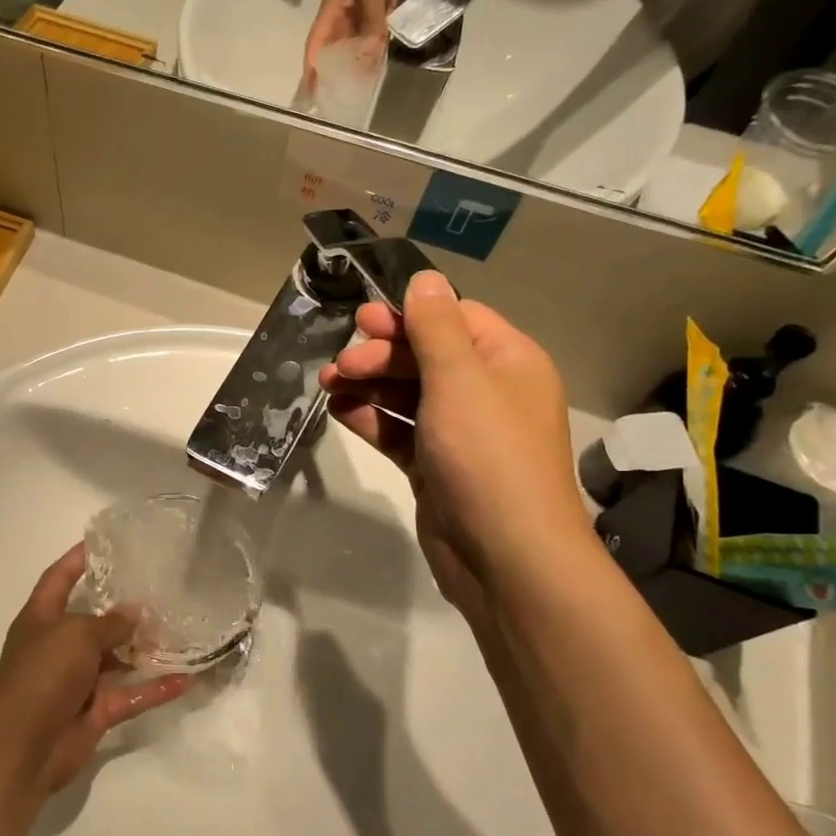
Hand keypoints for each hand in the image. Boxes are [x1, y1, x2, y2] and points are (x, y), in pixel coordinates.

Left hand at [0, 545, 191, 794]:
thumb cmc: (41, 673)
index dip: (77, 559)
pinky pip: (131, 694)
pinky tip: (186, 679)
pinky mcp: (96, 711)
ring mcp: (78, 680)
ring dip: (144, 648)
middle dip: (123, 607)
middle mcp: (59, 645)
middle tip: (160, 587)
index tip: (104, 541)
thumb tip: (135, 613)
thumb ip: (110, 623)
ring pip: (117, 658)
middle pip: (94, 619)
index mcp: (42, 618)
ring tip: (180, 629)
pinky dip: (155, 688)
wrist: (21, 746)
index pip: (59, 578)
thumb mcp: (76, 634)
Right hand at [301, 0, 409, 86]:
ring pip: (352, 44)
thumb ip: (373, 20)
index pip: (316, 45)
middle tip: (334, 98)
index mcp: (333, 9)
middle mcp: (342, 14)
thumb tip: (371, 55)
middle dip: (331, 72)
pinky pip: (371, 34)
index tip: (310, 92)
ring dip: (353, 63)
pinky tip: (377, 63)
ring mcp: (360, 10)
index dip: (311, 69)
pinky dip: (372, 49)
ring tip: (356, 88)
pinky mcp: (377, 5)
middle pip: (332, 49)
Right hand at [317, 272, 594, 614]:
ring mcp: (460, 433)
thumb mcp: (460, 380)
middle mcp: (487, 392)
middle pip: (426, 356)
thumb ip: (436, 327)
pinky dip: (371, 419)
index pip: (454, 319)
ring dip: (368, 385)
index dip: (407, 317)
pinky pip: (399, 431)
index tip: (362, 323)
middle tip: (341, 365)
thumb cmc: (486, 456)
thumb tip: (426, 278)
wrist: (505, 557)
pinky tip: (340, 412)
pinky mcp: (436, 467)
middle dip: (380, 355)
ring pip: (407, 394)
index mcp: (507, 362)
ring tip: (328, 385)